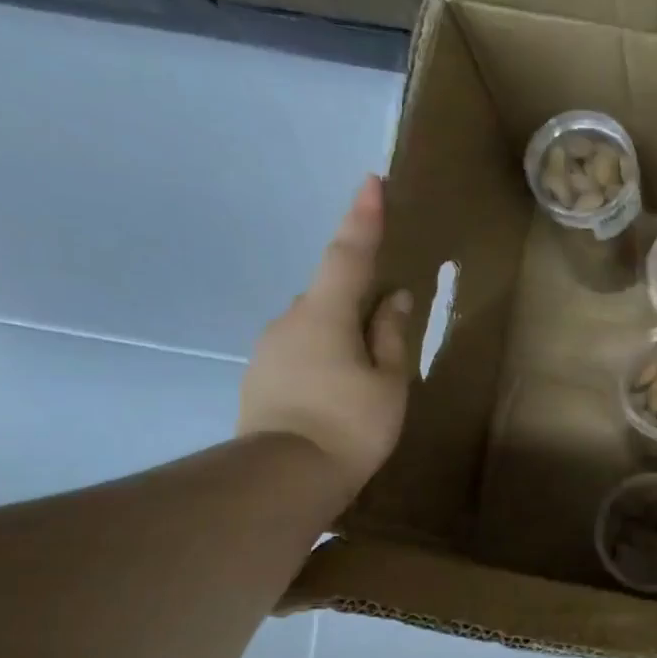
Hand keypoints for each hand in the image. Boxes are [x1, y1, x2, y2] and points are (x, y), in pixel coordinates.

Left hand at [238, 176, 412, 501]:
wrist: (285, 476)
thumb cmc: (350, 424)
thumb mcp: (388, 381)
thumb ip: (391, 335)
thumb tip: (396, 297)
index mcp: (326, 313)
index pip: (348, 254)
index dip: (363, 218)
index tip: (371, 181)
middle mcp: (290, 319)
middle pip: (330, 295)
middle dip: (357, 302)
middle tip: (385, 335)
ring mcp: (269, 348)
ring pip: (315, 326)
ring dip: (341, 338)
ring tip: (364, 382)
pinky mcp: (261, 375)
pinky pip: (301, 351)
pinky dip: (324, 360)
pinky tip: (337, 396)